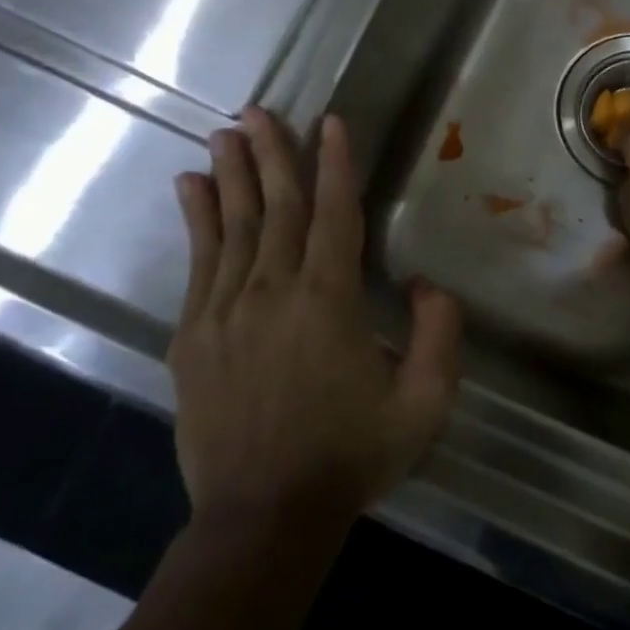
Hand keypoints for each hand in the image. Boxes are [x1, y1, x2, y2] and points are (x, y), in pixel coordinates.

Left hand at [169, 107, 462, 531]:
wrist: (263, 517)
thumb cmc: (351, 456)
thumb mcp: (424, 402)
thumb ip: (439, 332)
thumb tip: (422, 283)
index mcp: (329, 302)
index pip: (334, 215)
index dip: (335, 164)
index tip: (331, 122)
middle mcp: (273, 293)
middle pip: (276, 208)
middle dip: (272, 154)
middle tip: (259, 111)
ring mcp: (224, 312)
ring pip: (232, 226)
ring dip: (232, 175)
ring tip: (224, 133)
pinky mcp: (192, 336)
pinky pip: (198, 263)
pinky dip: (197, 219)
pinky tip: (191, 189)